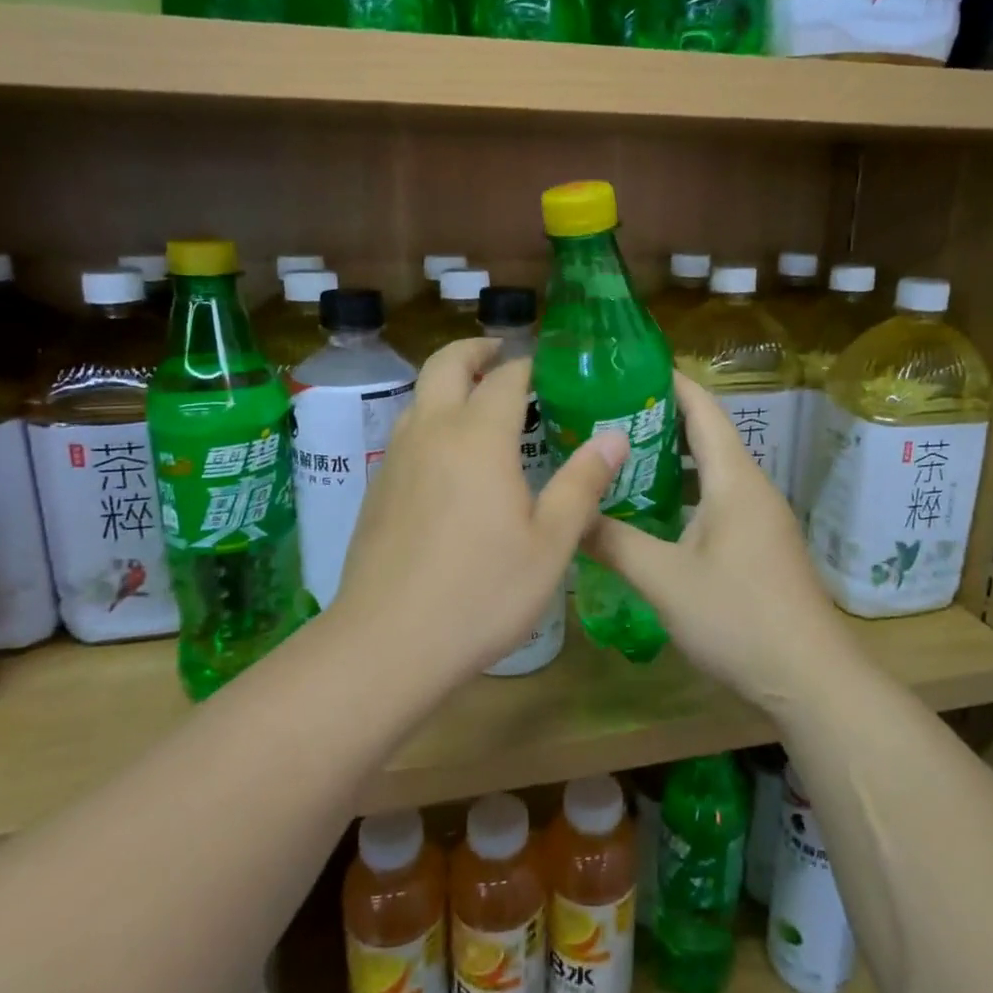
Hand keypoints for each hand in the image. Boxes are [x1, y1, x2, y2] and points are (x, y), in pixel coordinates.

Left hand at [329, 340, 627, 673]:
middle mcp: (432, 432)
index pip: (506, 376)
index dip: (530, 364)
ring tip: (481, 403)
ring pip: (419, 396)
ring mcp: (396, 458)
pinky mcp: (377, 488)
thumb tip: (615, 436)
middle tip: (504, 355)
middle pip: (446, 365)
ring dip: (449, 384)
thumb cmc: (483, 592)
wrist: (387, 642)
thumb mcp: (550, 543)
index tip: (551, 365)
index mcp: (478, 436)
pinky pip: (406, 432)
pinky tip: (451, 460)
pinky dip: (431, 419)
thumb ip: (582, 483)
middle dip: (475, 350)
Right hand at [584, 372, 853, 700]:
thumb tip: (569, 515)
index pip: (702, 408)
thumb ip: (614, 542)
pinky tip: (651, 512)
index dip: (668, 381)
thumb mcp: (665, 580)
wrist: (811, 679)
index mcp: (734, 479)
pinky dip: (683, 492)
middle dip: (658, 418)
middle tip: (604, 414)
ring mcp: (760, 518)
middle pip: (706, 434)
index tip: (625, 367)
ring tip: (618, 456)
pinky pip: (716, 499)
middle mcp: (751, 487)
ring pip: (710, 471)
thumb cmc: (739, 618)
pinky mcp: (759, 545)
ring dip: (669, 459)